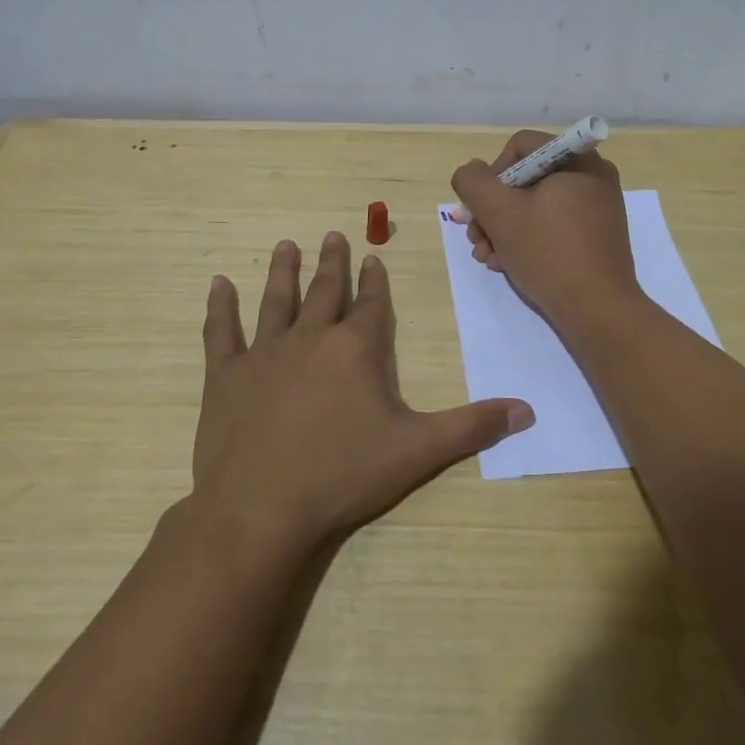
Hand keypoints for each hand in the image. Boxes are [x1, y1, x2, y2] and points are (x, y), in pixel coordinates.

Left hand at [191, 232, 533, 551]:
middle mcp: (310, 339)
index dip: (375, 281)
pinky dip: (220, 307)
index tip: (373, 257)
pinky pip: (221, 332)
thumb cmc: (343, 475)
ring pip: (276, 301)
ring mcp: (264, 354)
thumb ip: (472, 426)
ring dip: (283, 272)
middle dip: (333, 263)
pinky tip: (218, 284)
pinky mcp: (225, 376)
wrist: (260, 509)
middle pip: (325, 292)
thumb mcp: (418, 451)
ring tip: (287, 245)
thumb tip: (527, 410)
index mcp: (355, 350)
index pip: (371, 305)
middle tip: (333, 235)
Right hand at [450, 131, 640, 330]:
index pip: (520, 147)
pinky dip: (527, 240)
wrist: (598, 310)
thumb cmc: (548, 253)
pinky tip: (507, 264)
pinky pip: (554, 225)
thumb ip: (473, 182)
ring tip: (488, 258)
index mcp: (578, 160)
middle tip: (476, 239)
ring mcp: (598, 208)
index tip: (480, 209)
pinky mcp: (597, 236)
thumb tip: (472, 172)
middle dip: (493, 210)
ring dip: (504, 229)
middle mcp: (593, 176)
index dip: (491, 174)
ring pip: (536, 206)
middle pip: (526, 179)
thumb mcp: (499, 213)